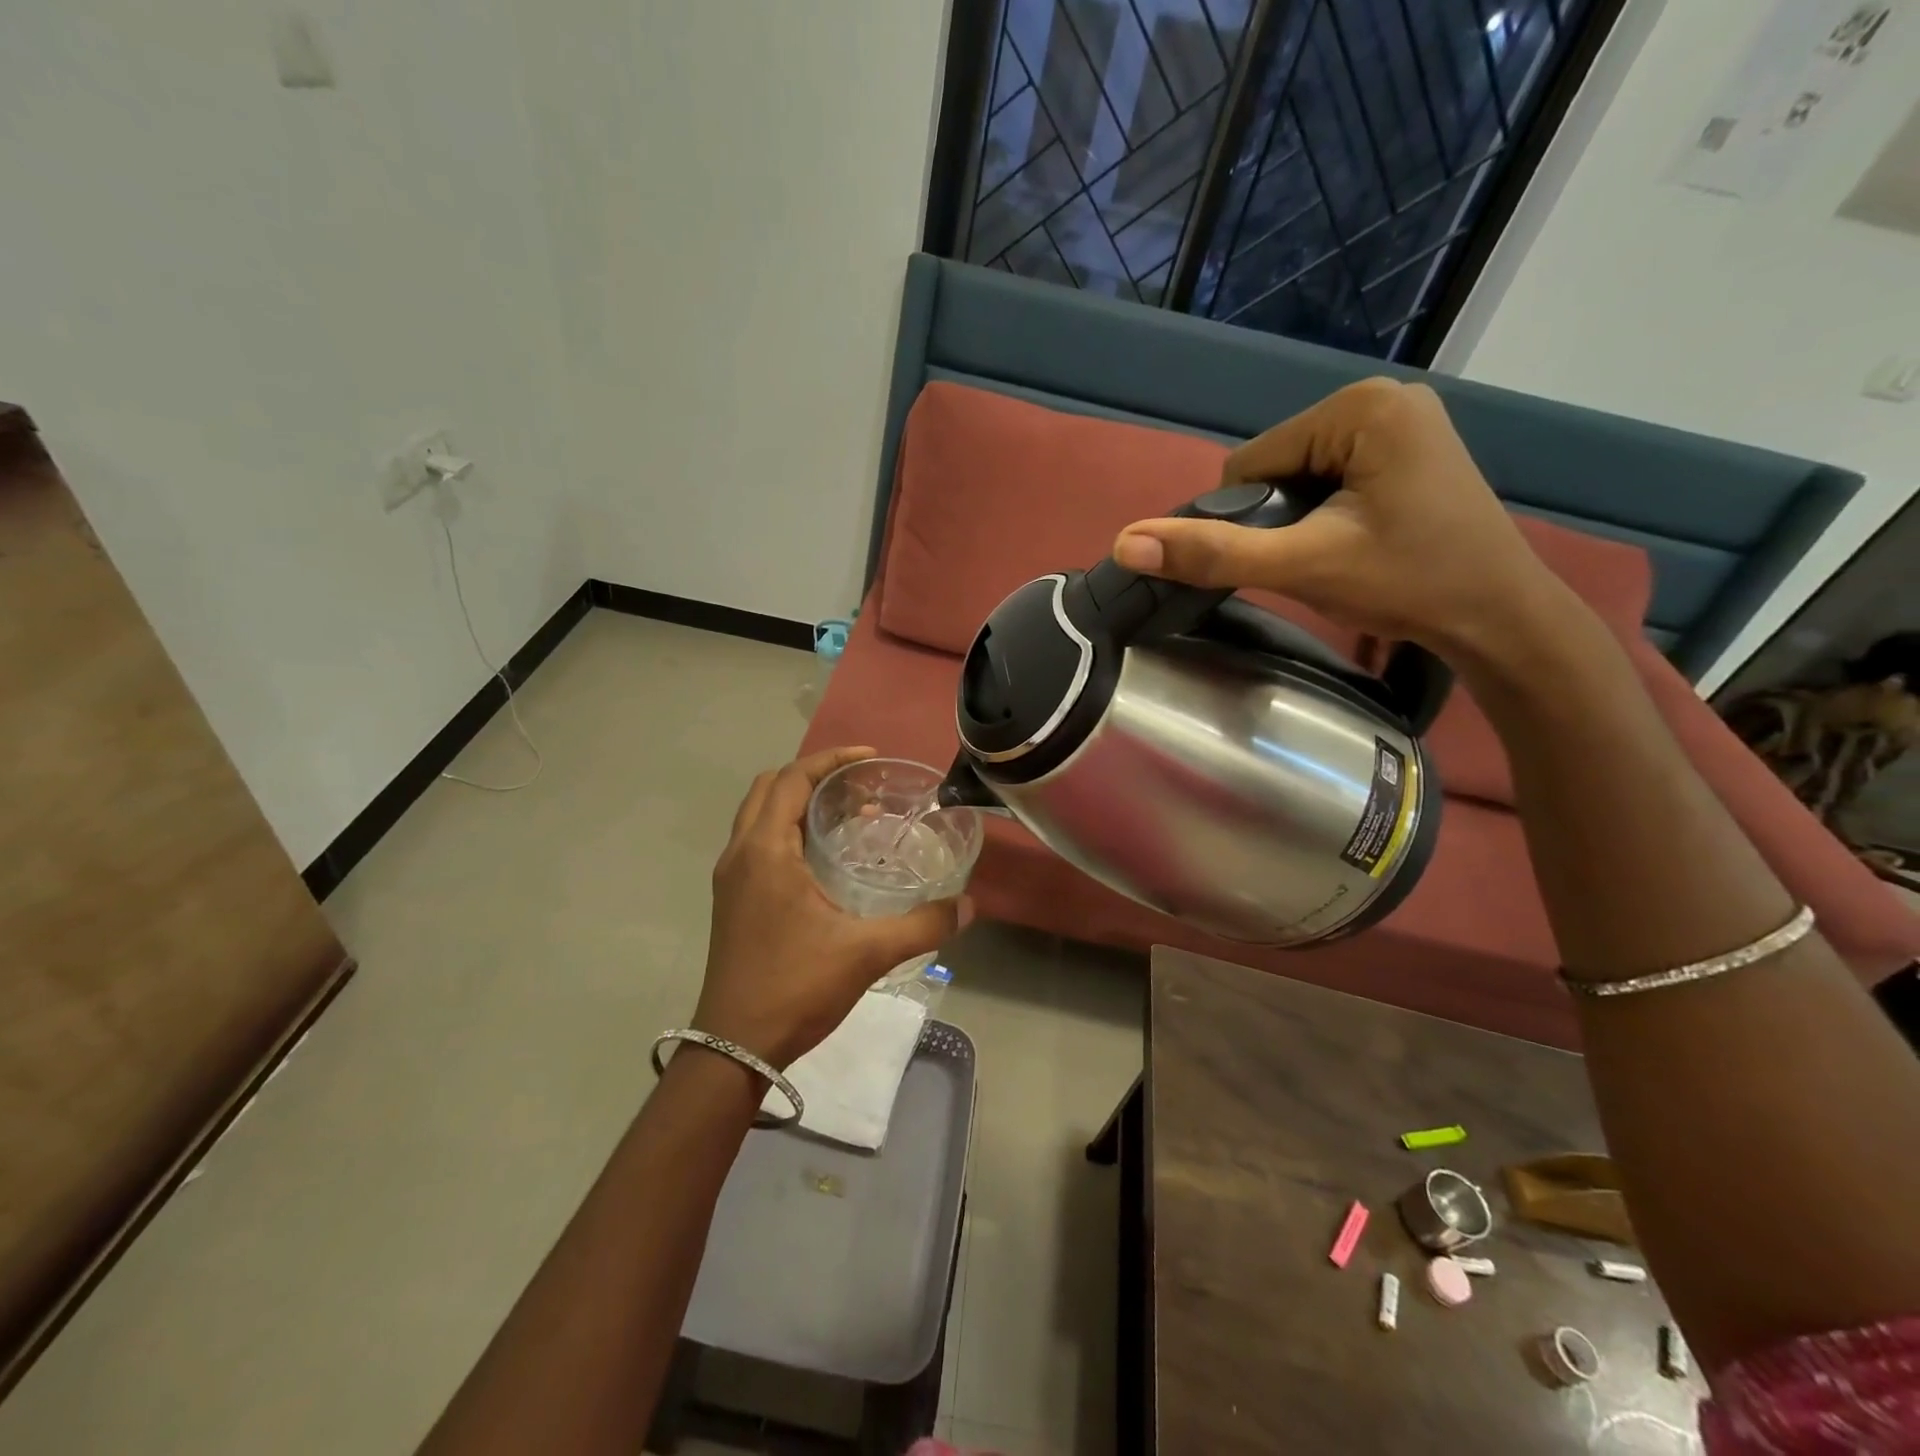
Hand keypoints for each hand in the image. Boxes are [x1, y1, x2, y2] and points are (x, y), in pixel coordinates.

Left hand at [693, 746, 967, 1070]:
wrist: (734, 1046)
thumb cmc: (795, 988)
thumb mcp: (866, 953)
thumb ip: (922, 925)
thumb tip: (968, 906)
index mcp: (765, 851)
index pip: (791, 779)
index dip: (830, 759)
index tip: (870, 758)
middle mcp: (740, 854)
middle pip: (769, 788)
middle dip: (812, 775)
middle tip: (859, 784)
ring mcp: (731, 878)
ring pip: (760, 815)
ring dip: (798, 802)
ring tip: (849, 813)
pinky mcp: (732, 899)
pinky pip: (758, 842)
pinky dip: (788, 829)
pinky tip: (826, 857)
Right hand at [1111, 378, 1571, 662]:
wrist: (1499, 618)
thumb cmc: (1408, 584)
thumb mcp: (1303, 568)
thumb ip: (1214, 554)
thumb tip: (1125, 541)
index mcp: (1359, 408)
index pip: (1250, 463)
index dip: (1248, 520)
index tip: (1291, 558)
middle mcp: (1381, 397)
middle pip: (1275, 466)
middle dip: (1278, 520)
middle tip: (1320, 561)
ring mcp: (1400, 420)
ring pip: (1299, 476)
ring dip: (1299, 521)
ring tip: (1340, 555)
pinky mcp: (1407, 446)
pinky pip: (1330, 477)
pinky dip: (1324, 514)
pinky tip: (1356, 542)